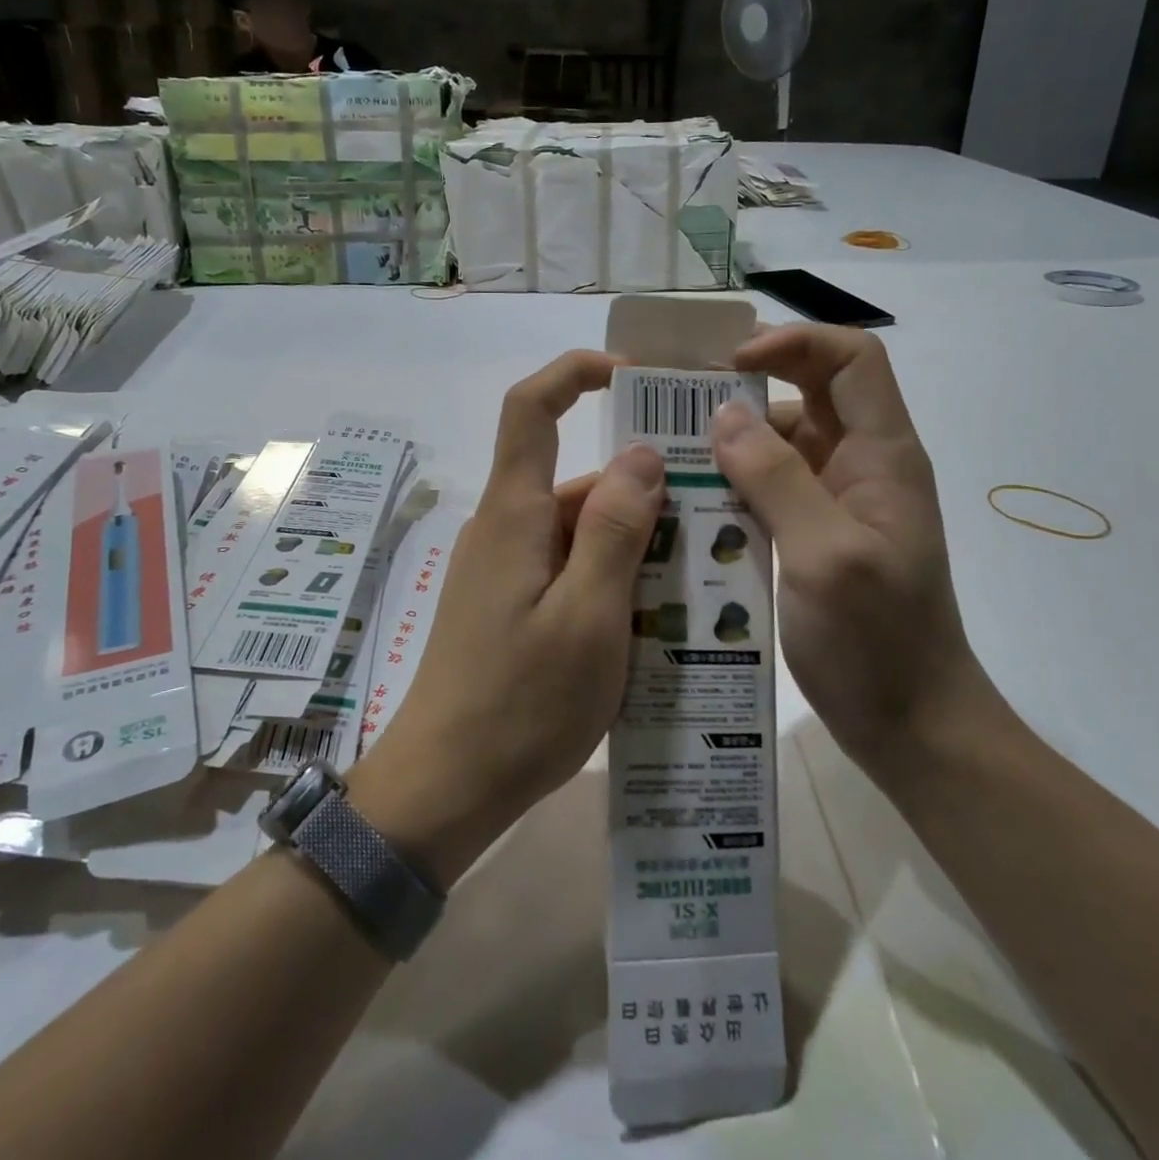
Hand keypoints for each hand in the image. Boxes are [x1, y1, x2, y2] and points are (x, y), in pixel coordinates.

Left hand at [351, 351, 664, 886]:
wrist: (446, 785)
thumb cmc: (521, 703)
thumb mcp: (588, 617)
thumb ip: (615, 530)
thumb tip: (640, 453)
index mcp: (516, 515)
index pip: (532, 408)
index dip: (576, 374)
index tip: (634, 378)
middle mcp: (505, 529)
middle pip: (574, 478)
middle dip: (639, 486)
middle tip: (712, 515)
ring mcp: (504, 570)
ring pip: (578, 530)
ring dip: (633, 542)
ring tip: (700, 576)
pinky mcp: (509, 605)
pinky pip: (568, 568)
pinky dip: (611, 576)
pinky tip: (656, 617)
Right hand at [713, 324, 984, 772]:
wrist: (913, 725)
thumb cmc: (879, 642)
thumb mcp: (824, 555)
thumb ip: (777, 478)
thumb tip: (724, 414)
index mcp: (882, 455)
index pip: (852, 359)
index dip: (796, 343)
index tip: (730, 366)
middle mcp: (861, 466)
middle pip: (811, 392)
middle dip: (750, 386)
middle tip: (679, 403)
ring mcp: (838, 502)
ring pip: (783, 442)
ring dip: (733, 441)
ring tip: (671, 456)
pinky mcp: (815, 535)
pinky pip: (771, 487)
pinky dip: (733, 483)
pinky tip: (691, 502)